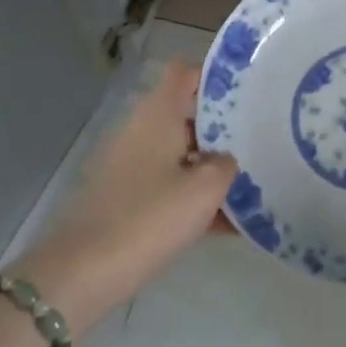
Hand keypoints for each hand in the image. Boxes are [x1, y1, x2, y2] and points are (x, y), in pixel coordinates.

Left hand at [24, 60, 236, 336]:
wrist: (83, 273)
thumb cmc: (149, 218)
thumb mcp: (204, 189)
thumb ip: (225, 165)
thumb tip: (224, 159)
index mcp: (158, 114)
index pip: (185, 73)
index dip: (216, 76)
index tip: (250, 89)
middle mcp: (141, 130)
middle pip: (187, 115)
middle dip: (224, 127)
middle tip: (263, 140)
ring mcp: (130, 165)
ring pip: (181, 154)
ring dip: (212, 167)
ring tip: (254, 184)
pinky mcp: (126, 198)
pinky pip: (169, 186)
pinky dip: (195, 197)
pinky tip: (229, 224)